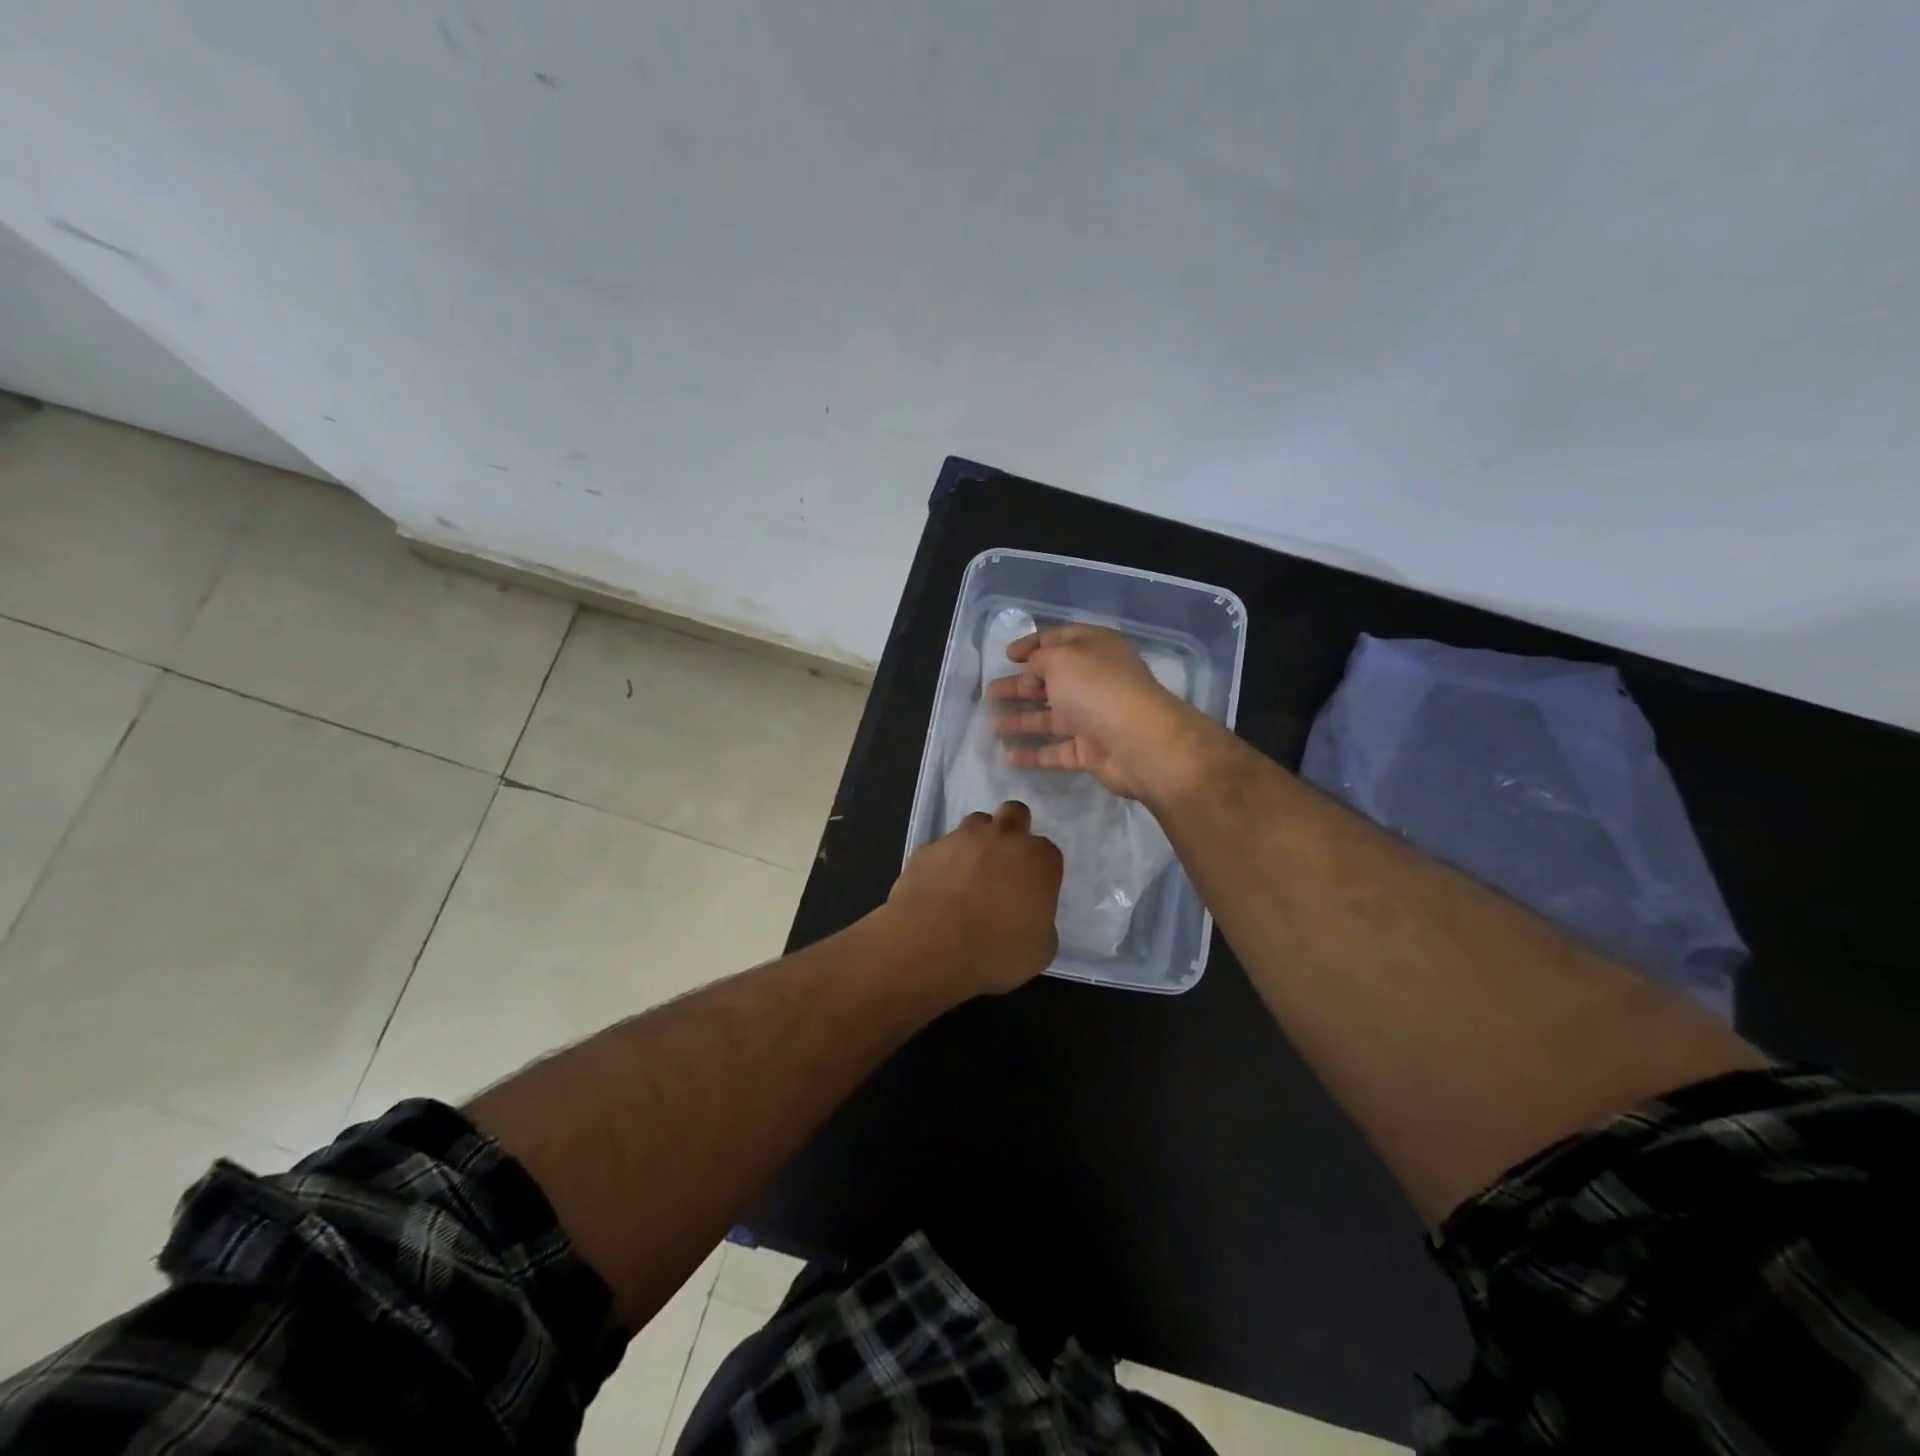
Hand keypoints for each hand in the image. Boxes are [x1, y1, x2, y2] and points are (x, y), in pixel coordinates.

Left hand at [883, 801, 1062, 994]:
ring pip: (975, 824)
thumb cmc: (996, 952)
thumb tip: (1028, 916)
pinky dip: (942, 864)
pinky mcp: (926, 850)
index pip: (1047, 852)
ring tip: (968, 877)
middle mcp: (1002, 837)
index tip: (1031, 892)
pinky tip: (936, 891)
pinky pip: (939, 850)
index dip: (1040, 870)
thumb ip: (1041, 921)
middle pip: (1014, 814)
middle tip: (1005, 864)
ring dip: (977, 842)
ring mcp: (960, 838)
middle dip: (1013, 831)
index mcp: (1038, 858)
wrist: (931, 948)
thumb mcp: (1040, 949)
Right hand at [986, 624, 1210, 800]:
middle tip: (990, 692)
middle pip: (1052, 680)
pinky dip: (1034, 753)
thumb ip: (1038, 661)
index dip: (1032, 644)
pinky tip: (1009, 757)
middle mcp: (1095, 680)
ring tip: (992, 724)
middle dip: (1020, 685)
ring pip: (1051, 717)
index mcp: (1094, 648)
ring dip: (1022, 720)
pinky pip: (1057, 751)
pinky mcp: (1091, 752)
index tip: (1007, 655)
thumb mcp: (1060, 659)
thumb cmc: (1097, 688)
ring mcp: (1094, 717)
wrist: (1139, 742)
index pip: (1059, 640)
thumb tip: (1032, 675)